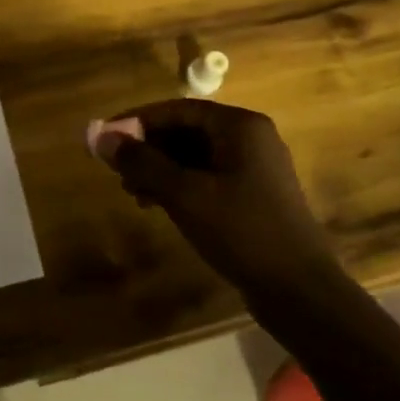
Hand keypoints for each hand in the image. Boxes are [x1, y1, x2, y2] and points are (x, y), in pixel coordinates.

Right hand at [92, 100, 336, 299]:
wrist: (299, 290)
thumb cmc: (242, 231)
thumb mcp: (185, 195)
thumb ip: (142, 162)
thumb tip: (99, 136)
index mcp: (240, 126)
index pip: (178, 110)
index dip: (137, 122)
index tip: (105, 139)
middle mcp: (250, 138)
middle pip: (186, 130)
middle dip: (148, 149)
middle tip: (117, 171)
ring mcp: (254, 167)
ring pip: (195, 156)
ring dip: (161, 170)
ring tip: (133, 193)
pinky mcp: (254, 194)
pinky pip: (208, 176)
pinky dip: (180, 186)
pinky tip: (158, 205)